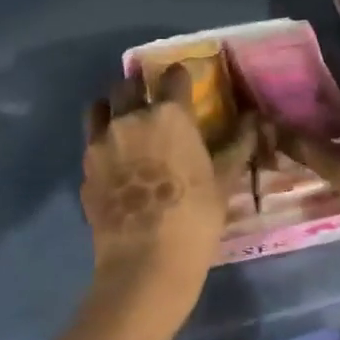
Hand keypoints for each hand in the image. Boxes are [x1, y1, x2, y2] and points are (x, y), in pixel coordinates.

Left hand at [82, 65, 257, 296]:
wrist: (145, 262)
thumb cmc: (194, 218)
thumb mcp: (222, 180)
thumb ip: (237, 144)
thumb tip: (254, 118)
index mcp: (168, 115)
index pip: (173, 77)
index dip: (180, 77)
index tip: (184, 84)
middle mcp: (130, 118)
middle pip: (128, 84)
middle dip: (140, 87)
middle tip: (152, 102)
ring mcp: (101, 143)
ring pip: (100, 108)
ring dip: (113, 108)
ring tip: (125, 124)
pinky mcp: (85, 169)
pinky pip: (91, 143)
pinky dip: (102, 143)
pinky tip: (115, 163)